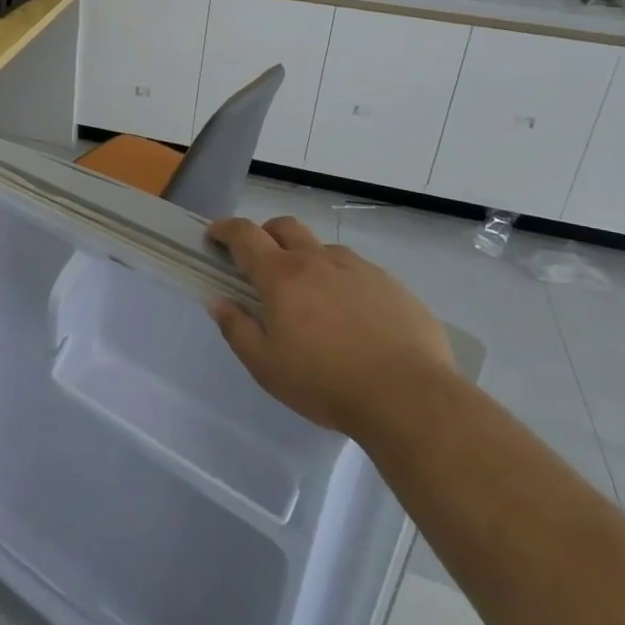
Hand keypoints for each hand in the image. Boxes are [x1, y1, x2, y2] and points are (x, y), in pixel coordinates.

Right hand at [207, 216, 453, 439]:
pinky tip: (352, 316)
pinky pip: (358, 272)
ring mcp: (359, 269)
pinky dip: (342, 281)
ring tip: (311, 295)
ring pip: (323, 249)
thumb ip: (237, 329)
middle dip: (266, 232)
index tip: (214, 234)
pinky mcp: (392, 286)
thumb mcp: (266, 366)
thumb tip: (218, 301)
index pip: (245, 235)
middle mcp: (318, 261)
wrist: (409, 397)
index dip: (225, 229)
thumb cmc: (326, 383)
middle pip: (285, 226)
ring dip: (307, 258)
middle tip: (260, 259)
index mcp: (282, 276)